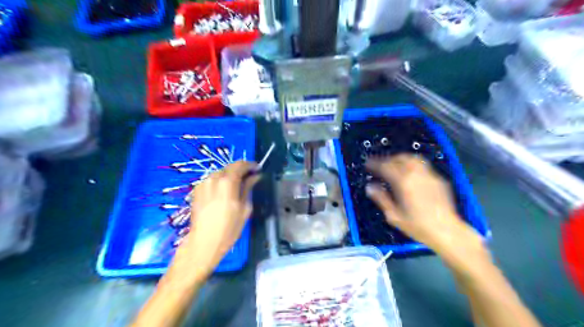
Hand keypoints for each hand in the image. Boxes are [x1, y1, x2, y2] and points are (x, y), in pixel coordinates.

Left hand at [169, 161, 260, 280]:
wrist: (204, 242)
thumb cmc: (229, 228)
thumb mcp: (244, 208)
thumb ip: (248, 188)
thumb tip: (255, 176)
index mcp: (228, 182)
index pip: (240, 164)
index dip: (250, 165)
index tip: (257, 169)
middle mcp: (214, 178)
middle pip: (229, 167)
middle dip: (240, 170)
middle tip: (249, 177)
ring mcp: (203, 183)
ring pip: (220, 173)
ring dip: (229, 175)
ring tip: (236, 185)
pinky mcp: (196, 190)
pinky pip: (211, 180)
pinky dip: (220, 182)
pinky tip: (223, 192)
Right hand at [363, 155, 483, 255]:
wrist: (448, 232)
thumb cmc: (418, 226)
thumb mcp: (394, 216)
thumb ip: (381, 198)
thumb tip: (370, 187)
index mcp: (403, 182)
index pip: (386, 166)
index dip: (375, 163)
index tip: (368, 164)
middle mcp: (416, 174)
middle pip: (400, 158)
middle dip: (387, 159)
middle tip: (380, 165)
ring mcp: (429, 175)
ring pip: (413, 159)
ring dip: (401, 159)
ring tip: (394, 165)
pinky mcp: (439, 179)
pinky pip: (423, 166)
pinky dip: (412, 165)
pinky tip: (410, 174)